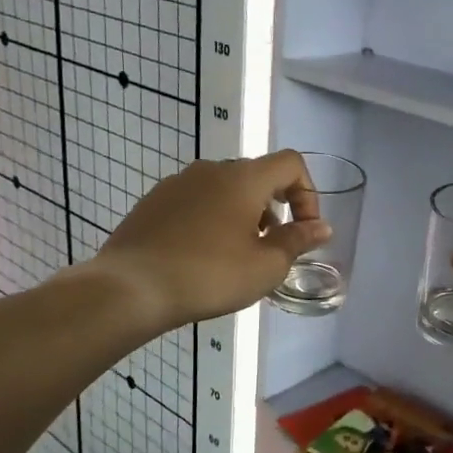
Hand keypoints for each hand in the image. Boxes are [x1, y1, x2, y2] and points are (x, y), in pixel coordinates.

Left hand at [78, 151, 330, 333]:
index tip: (304, 230)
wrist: (131, 288)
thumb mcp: (266, 266)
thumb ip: (298, 241)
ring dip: (243, 214)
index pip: (290, 164)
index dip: (308, 193)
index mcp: (244, 178)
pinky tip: (202, 255)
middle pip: (257, 176)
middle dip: (276, 208)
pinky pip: (196, 201)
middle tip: (273, 247)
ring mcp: (177, 183)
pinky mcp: (153, 202)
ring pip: (225, 189)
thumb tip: (321, 227)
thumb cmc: (209, 276)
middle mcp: (211, 170)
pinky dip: (212, 219)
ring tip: (237, 255)